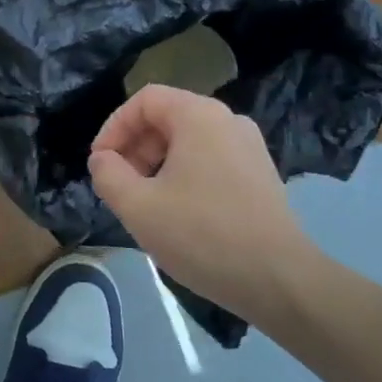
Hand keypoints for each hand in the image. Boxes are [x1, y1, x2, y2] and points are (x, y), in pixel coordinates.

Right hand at [88, 85, 318, 317]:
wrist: (281, 281)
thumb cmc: (203, 235)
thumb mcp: (138, 207)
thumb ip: (108, 175)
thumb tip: (103, 160)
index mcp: (199, 116)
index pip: (144, 100)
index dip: (114, 127)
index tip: (100, 164)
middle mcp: (228, 120)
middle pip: (167, 118)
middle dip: (135, 148)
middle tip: (120, 186)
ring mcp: (250, 147)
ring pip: (189, 141)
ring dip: (157, 164)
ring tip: (146, 203)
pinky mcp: (261, 175)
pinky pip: (211, 160)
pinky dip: (185, 175)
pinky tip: (179, 214)